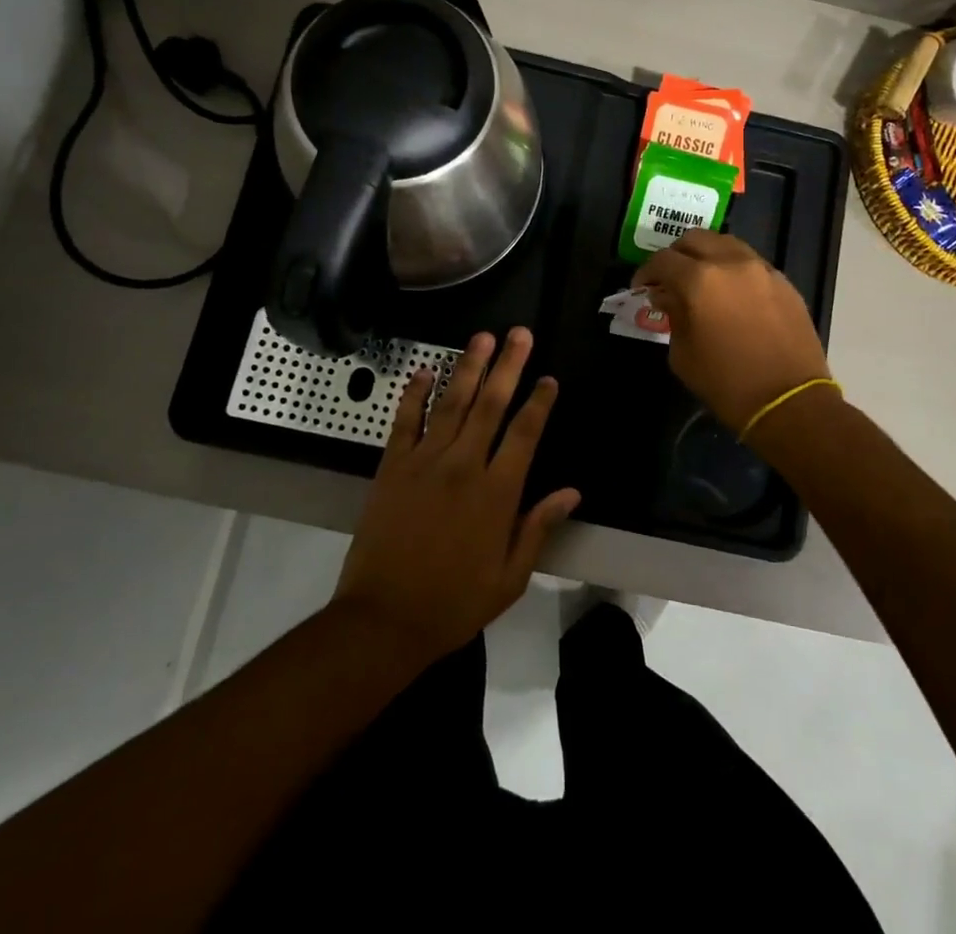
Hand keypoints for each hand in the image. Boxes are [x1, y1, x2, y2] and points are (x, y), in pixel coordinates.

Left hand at [332, 327, 580, 664]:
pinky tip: (423, 371)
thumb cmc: (453, 603)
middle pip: (491, 405)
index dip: (539, 402)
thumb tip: (572, 492)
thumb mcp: (510, 577)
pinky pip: (405, 421)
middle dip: (508, 366)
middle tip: (519, 334)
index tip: (549, 378)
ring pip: (451, 403)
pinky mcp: (392, 467)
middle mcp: (463, 466)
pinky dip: (414, 394)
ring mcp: (425, 462)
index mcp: (497, 493)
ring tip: (481, 338)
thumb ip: (539, 527)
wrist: (383, 619)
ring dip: (467, 368)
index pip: (525, 434)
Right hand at [632, 230, 832, 433]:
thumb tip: (668, 297)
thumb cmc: (727, 384)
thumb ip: (672, 316)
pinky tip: (731, 294)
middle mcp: (731, 263)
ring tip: (701, 280)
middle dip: (676, 255)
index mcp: (699, 280)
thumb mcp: (683, 354)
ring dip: (706, 255)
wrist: (789, 402)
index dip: (646, 272)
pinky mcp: (783, 282)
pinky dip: (733, 269)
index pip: (663, 260)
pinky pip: (750, 262)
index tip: (642, 288)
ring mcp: (761, 269)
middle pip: (694, 239)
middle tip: (669, 279)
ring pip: (726, 243)